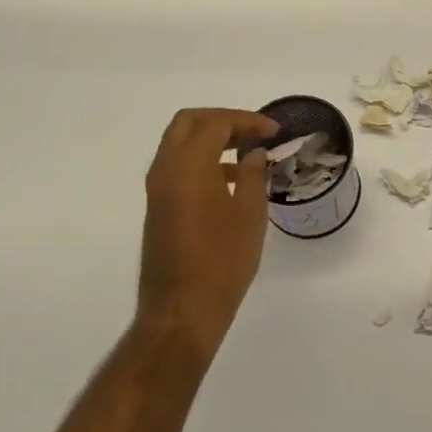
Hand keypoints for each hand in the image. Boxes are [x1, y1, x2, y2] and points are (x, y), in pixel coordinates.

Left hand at [137, 107, 278, 357]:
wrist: (182, 311)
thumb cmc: (222, 261)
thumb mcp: (249, 214)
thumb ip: (252, 175)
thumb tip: (253, 154)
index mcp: (187, 165)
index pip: (215, 123)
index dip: (247, 120)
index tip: (274, 131)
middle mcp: (165, 170)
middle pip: (188, 123)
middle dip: (223, 120)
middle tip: (254, 132)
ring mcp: (157, 190)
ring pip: (179, 144)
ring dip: (211, 140)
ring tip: (247, 153)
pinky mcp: (158, 208)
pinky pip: (177, 167)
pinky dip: (201, 160)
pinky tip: (230, 180)